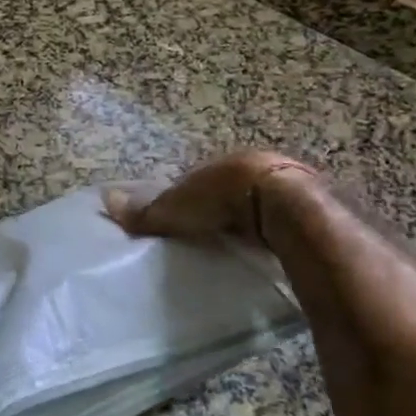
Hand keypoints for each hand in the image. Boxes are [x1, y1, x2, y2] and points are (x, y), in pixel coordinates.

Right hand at [104, 151, 317, 243]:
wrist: (284, 204)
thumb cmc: (224, 198)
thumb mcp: (178, 207)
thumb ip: (147, 211)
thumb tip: (106, 200)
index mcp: (222, 164)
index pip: (201, 180)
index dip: (192, 200)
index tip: (185, 221)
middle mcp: (254, 167)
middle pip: (233, 191)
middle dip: (224, 209)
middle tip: (213, 236)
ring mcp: (286, 185)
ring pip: (261, 203)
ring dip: (252, 220)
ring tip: (240, 247)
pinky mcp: (309, 208)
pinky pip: (285, 219)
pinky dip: (275, 232)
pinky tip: (270, 250)